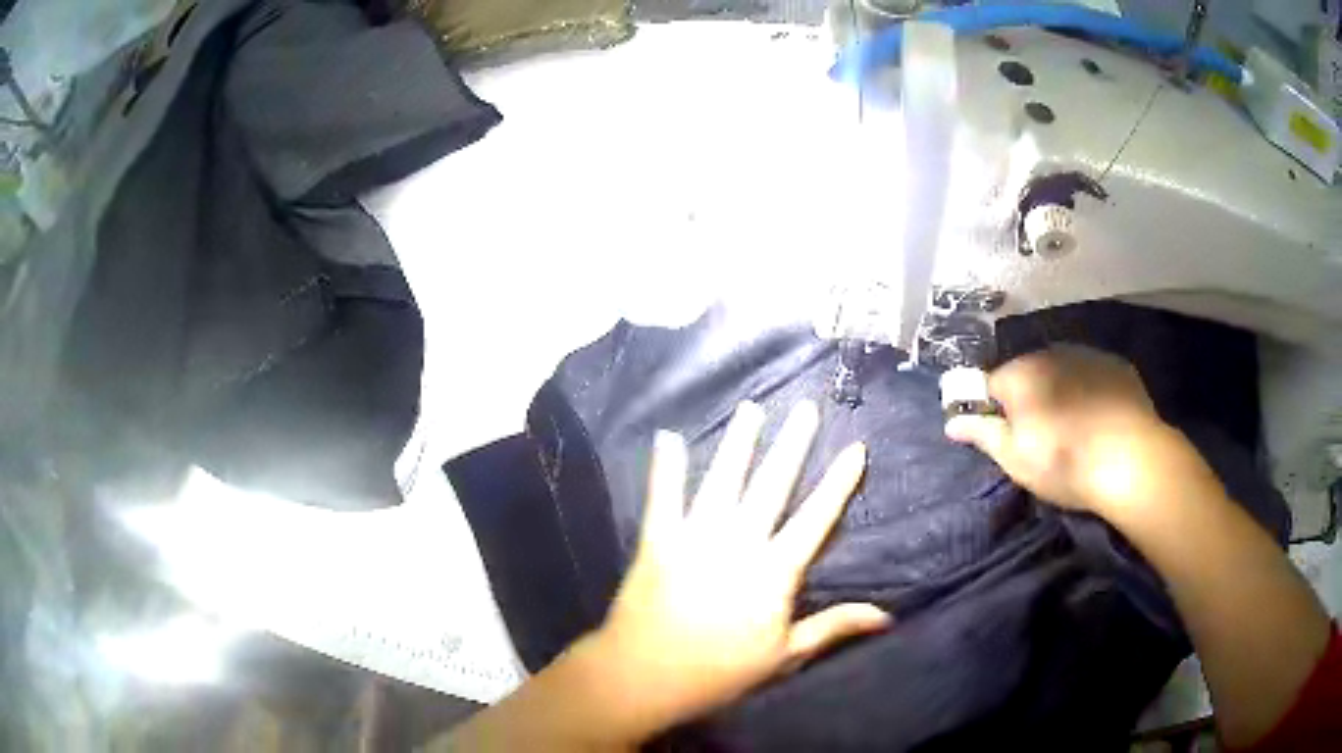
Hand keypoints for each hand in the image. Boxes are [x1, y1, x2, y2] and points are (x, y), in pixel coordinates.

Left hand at [589, 400, 889, 737]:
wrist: (645, 677)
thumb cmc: (721, 672)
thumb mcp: (785, 656)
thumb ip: (834, 627)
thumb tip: (887, 616)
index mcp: (774, 572)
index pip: (816, 519)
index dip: (838, 483)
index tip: (856, 448)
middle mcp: (739, 543)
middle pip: (772, 485)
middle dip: (792, 444)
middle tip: (805, 407)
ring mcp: (695, 537)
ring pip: (723, 480)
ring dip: (739, 443)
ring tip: (751, 408)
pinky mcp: (657, 541)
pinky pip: (662, 497)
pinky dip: (665, 467)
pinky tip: (667, 436)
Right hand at [944, 345, 1202, 515]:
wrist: (1130, 459)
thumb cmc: (1063, 462)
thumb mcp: (1015, 459)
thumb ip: (982, 434)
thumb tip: (951, 422)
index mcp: (1020, 374)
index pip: (991, 383)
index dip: (994, 410)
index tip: (1005, 435)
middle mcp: (1050, 352)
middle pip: (1028, 373)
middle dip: (1030, 398)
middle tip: (1041, 437)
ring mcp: (1086, 354)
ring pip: (1062, 370)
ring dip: (1061, 390)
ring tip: (1074, 427)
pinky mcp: (1116, 364)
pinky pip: (1092, 373)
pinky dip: (1090, 389)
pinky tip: (1100, 417)